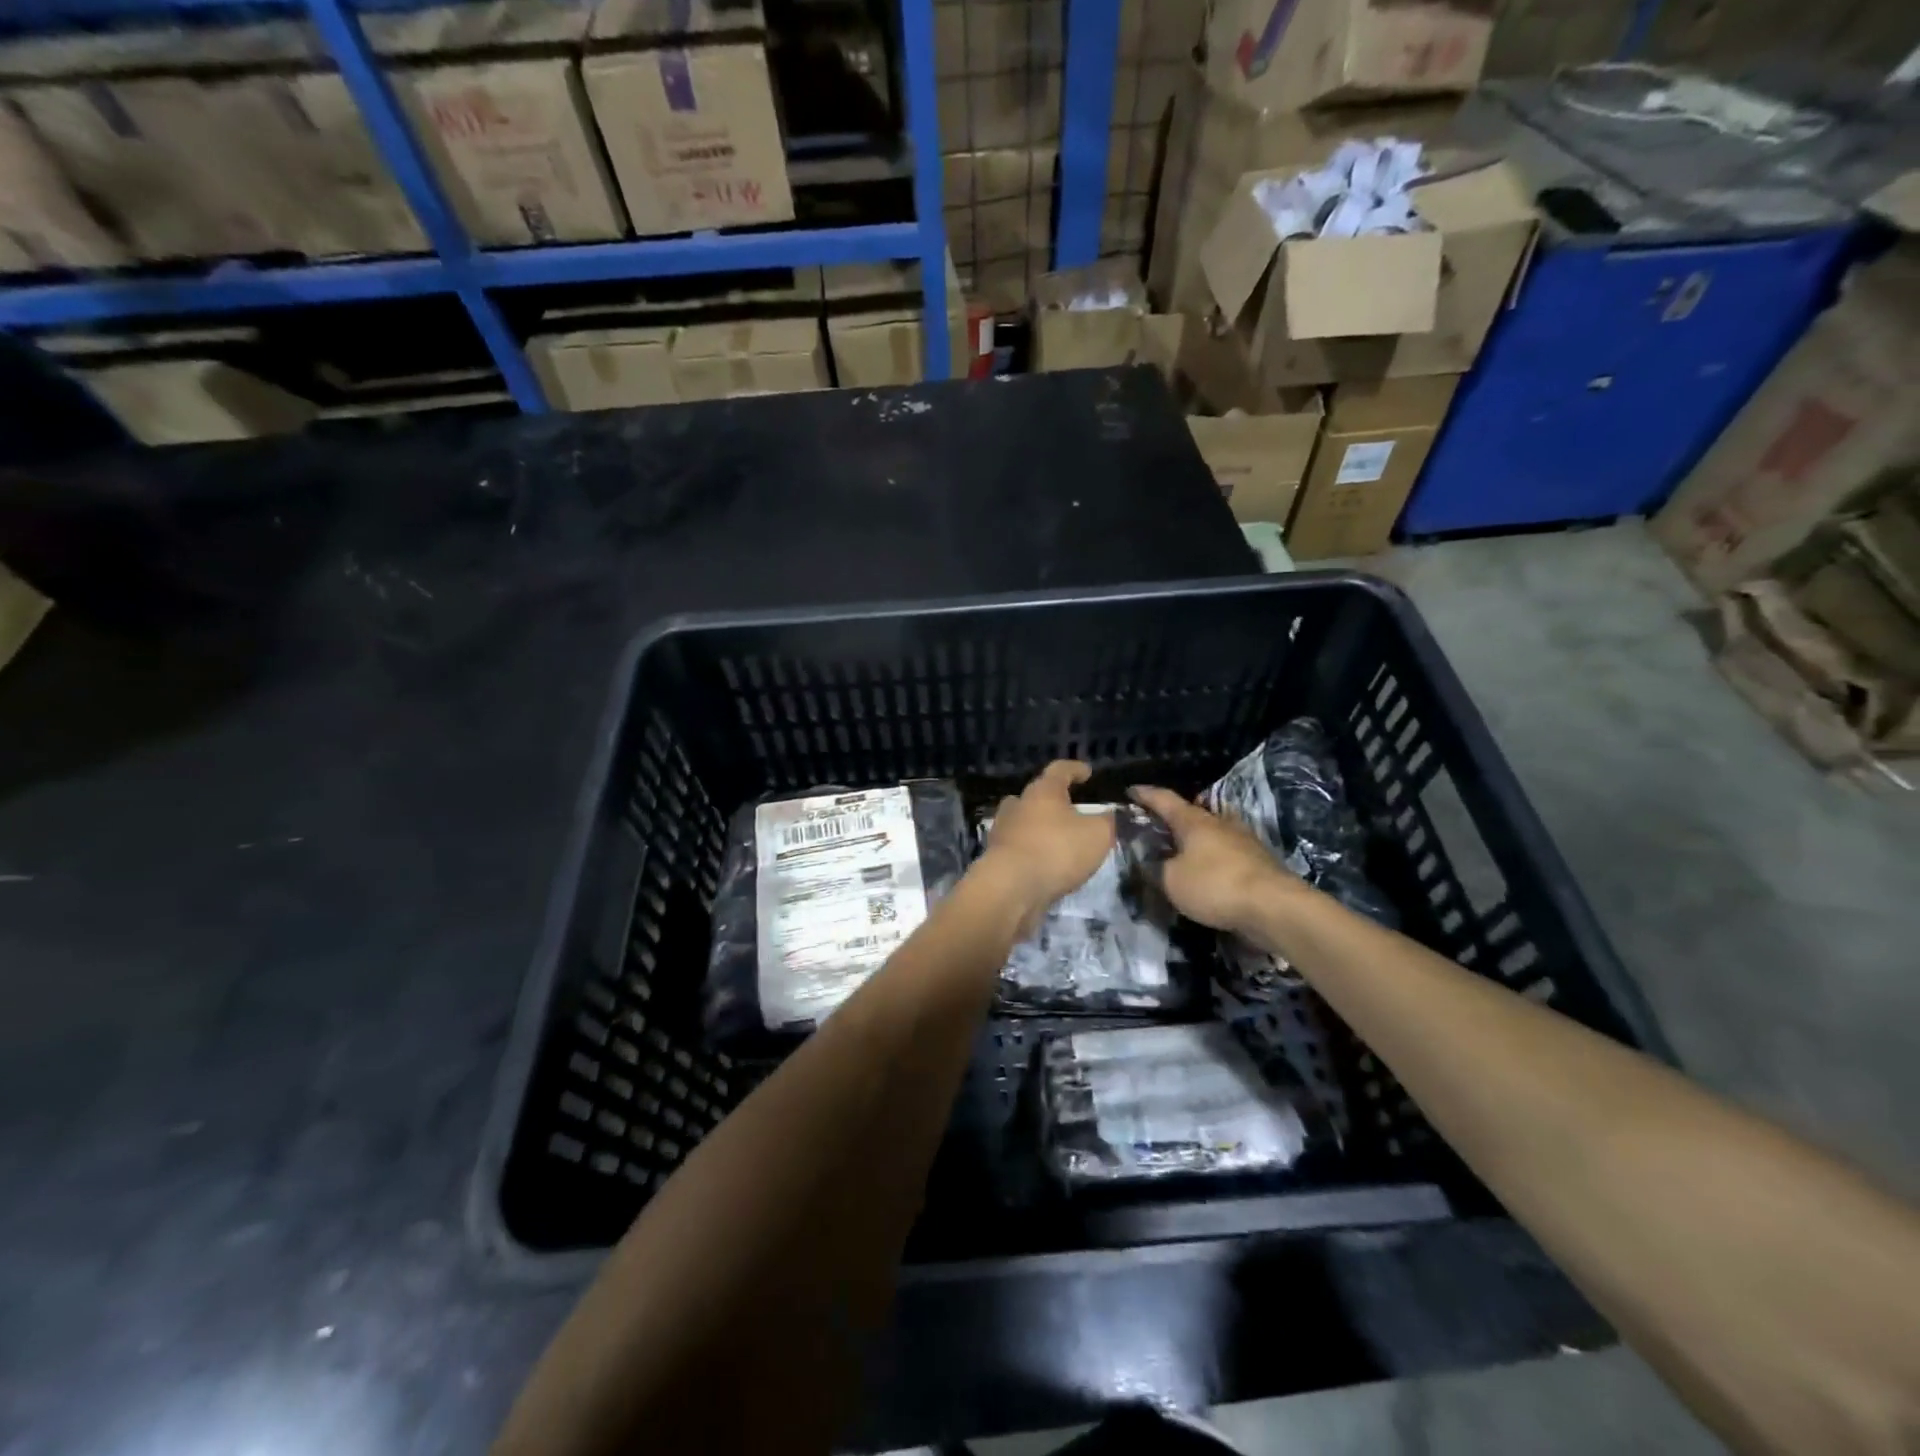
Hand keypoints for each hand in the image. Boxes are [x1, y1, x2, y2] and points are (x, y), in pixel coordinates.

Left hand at [979, 761, 1114, 928]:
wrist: (1011, 887)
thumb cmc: (1057, 850)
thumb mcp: (1097, 834)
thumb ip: (1106, 821)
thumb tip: (1107, 815)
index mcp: (1043, 791)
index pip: (1060, 769)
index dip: (1075, 769)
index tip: (1087, 773)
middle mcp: (1018, 804)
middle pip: (1037, 795)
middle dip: (1053, 801)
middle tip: (1071, 810)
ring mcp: (1003, 830)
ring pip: (1024, 821)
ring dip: (1040, 826)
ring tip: (1059, 838)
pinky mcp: (996, 856)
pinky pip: (1018, 846)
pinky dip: (1032, 850)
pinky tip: (1045, 862)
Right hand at [1129, 785, 1297, 935]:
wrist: (1274, 907)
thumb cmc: (1214, 885)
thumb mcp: (1171, 880)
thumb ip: (1155, 869)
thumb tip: (1148, 863)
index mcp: (1194, 821)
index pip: (1164, 799)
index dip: (1145, 795)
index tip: (1130, 791)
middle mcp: (1219, 823)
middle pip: (1191, 814)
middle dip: (1172, 818)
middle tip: (1154, 826)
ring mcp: (1243, 841)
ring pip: (1212, 833)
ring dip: (1195, 839)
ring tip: (1179, 850)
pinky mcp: (1258, 862)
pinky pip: (1226, 853)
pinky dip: (1212, 858)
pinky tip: (1206, 872)